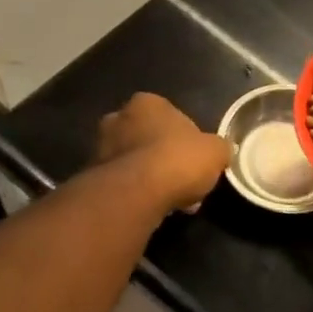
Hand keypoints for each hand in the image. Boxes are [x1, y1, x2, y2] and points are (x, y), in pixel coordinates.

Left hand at [95, 93, 231, 212]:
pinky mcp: (92, 176)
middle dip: (163, 156)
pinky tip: (154, 208)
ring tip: (172, 200)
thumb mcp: (215, 152)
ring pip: (134, 161)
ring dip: (149, 176)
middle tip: (183, 179)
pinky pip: (122, 183)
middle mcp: (118, 118)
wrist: (137, 193)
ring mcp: (101, 147)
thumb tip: (220, 151)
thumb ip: (218, 148)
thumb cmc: (178, 160)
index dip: (186, 138)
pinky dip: (136, 193)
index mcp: (147, 103)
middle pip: (147, 137)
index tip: (195, 159)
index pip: (169, 115)